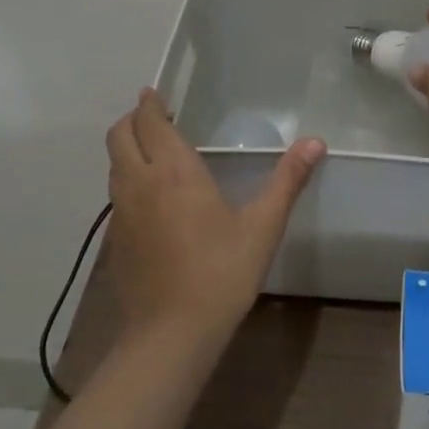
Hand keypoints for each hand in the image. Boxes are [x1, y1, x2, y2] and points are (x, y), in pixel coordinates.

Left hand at [104, 90, 325, 347]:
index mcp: (174, 171)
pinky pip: (116, 193)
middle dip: (132, 120)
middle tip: (157, 118)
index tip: (155, 94)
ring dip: (128, 148)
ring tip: (154, 152)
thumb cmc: (221, 273)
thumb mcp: (262, 226)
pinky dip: (127, 179)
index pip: (149, 122)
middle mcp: (140, 183)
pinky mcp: (115, 239)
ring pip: (114, 164)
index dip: (149, 104)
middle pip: (119, 136)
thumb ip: (287, 180)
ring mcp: (121, 212)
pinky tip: (152, 198)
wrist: (172, 334)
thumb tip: (315, 142)